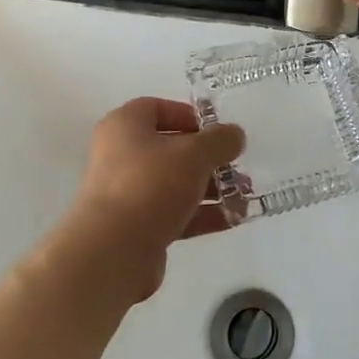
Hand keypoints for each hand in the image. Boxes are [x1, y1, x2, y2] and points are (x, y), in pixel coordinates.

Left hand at [54, 97, 245, 303]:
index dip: (189, 116)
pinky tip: (232, 219)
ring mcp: (126, 193)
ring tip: (244, 196)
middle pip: (170, 148)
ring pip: (174, 184)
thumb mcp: (194, 154)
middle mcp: (120, 155)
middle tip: (237, 166)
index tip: (218, 131)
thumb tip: (234, 134)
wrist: (114, 250)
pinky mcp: (136, 227)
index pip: (157, 108)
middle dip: (208, 158)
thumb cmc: (151, 185)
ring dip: (209, 188)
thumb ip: (219, 140)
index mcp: (125, 126)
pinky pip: (173, 213)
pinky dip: (201, 214)